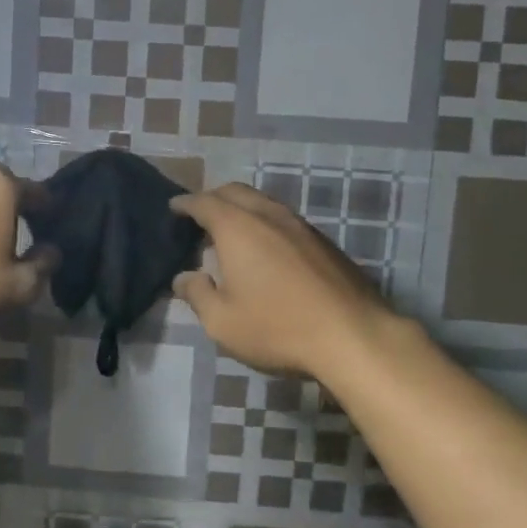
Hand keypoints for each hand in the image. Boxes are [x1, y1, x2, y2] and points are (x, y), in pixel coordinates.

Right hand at [171, 184, 397, 378]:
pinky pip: (284, 219)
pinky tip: (266, 250)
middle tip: (199, 216)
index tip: (173, 208)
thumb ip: (198, 295)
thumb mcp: (223, 322)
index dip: (185, 204)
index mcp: (237, 227)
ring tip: (231, 233)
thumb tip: (184, 278)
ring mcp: (300, 225)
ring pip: (263, 203)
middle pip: (235, 192)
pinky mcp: (323, 242)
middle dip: (213, 198)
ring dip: (242, 209)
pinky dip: (265, 223)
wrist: (353, 335)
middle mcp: (268, 215)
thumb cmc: (278, 327)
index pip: (203, 202)